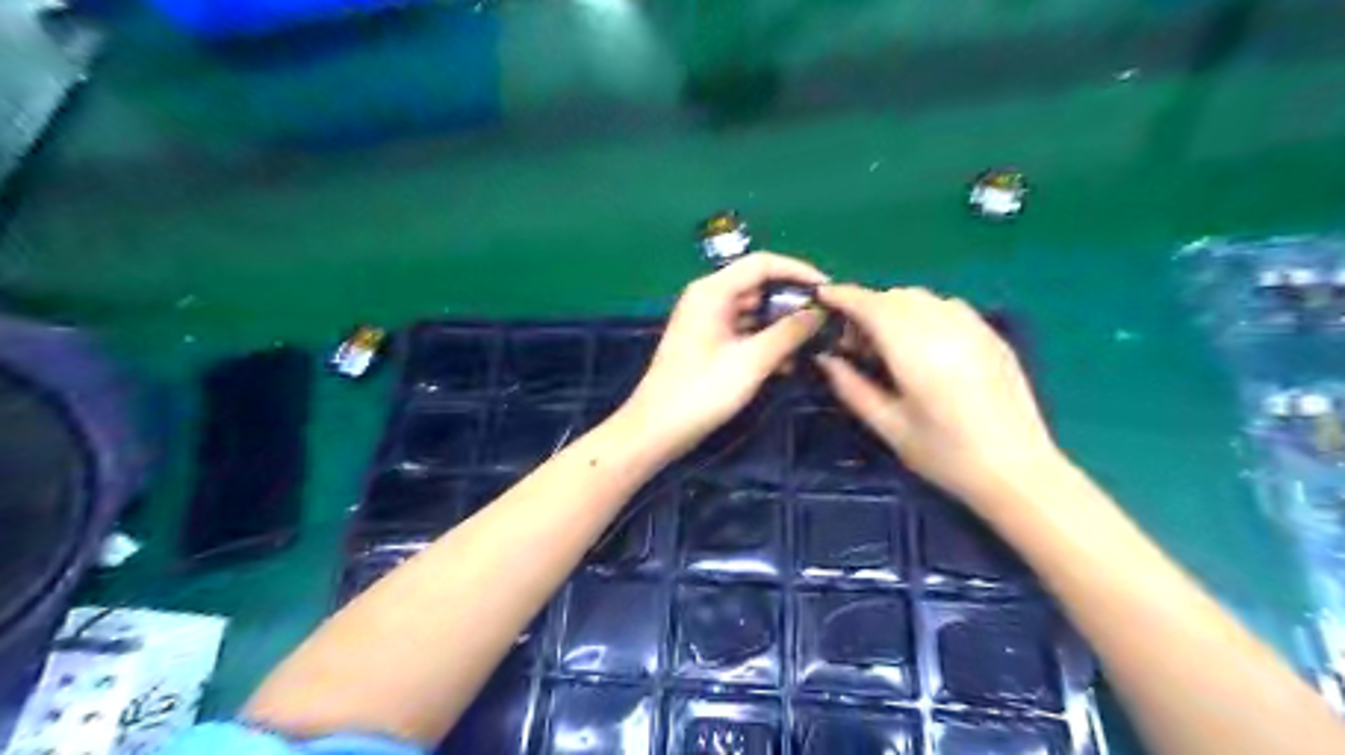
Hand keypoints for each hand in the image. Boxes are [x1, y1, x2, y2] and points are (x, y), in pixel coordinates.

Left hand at [623, 251, 830, 455]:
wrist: (658, 429)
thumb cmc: (702, 390)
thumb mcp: (752, 361)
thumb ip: (789, 332)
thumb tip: (819, 312)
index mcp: (713, 291)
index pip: (762, 264)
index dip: (798, 271)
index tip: (828, 290)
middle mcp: (709, 298)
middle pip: (758, 286)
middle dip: (792, 301)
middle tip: (826, 318)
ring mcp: (708, 322)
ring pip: (754, 311)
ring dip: (782, 325)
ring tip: (815, 341)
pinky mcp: (709, 344)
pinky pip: (744, 332)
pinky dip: (766, 342)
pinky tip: (790, 362)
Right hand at [814, 286, 1066, 508]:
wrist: (1017, 471)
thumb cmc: (945, 455)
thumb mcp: (889, 426)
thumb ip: (851, 387)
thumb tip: (826, 358)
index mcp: (915, 349)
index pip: (871, 305)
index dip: (843, 296)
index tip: (822, 297)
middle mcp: (945, 327)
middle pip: (895, 296)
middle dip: (867, 307)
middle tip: (853, 343)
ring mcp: (973, 327)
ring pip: (922, 298)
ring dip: (895, 309)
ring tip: (887, 346)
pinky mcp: (991, 336)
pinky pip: (947, 307)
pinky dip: (923, 314)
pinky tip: (922, 347)